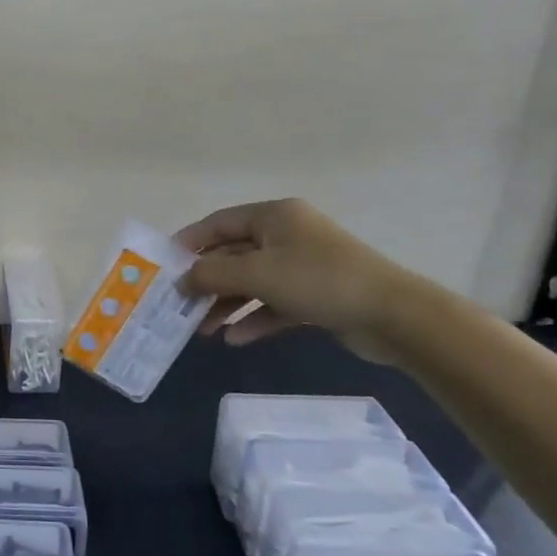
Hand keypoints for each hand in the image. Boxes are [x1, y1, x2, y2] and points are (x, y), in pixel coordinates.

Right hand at [175, 199, 414, 363]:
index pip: (219, 223)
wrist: (393, 315)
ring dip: (226, 304)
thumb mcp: (257, 273)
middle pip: (234, 254)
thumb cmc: (318, 280)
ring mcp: (302, 266)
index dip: (189, 242)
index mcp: (274, 216)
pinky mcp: (315, 296)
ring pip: (252, 283)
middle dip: (207, 281)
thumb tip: (182, 279)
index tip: (163, 266)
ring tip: (201, 330)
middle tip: (178, 304)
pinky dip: (254, 318)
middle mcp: (286, 235)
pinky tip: (234, 339)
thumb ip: (213, 274)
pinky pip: (273, 304)